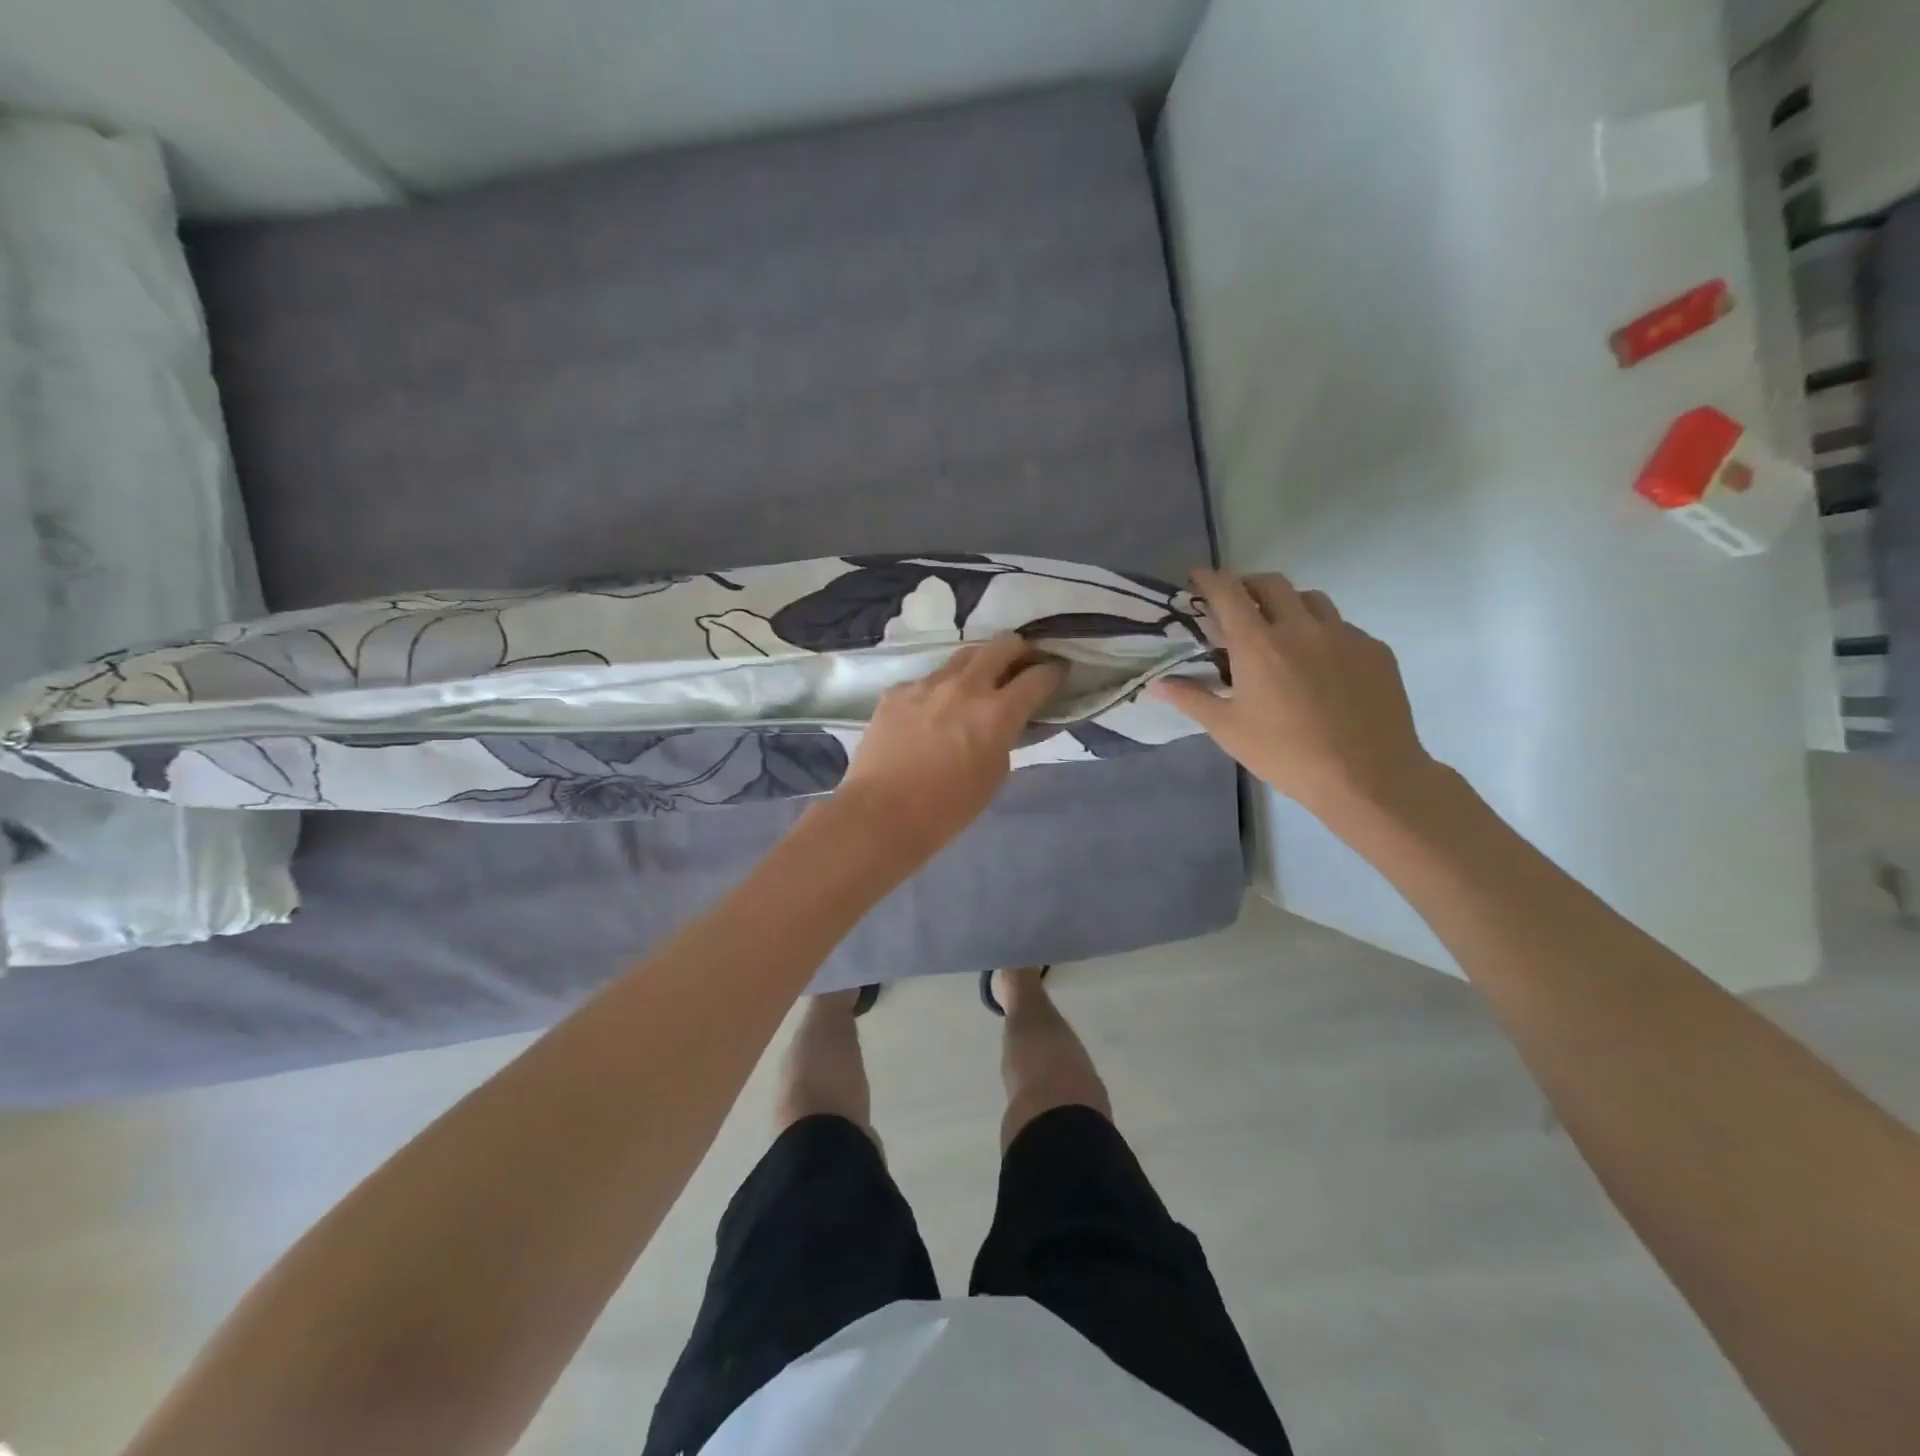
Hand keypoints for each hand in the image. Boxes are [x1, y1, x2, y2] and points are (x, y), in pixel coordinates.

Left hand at [830, 634, 1067, 864]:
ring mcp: (927, 684)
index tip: (1057, 672)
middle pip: (1002, 645)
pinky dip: (940, 689)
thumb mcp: (994, 774)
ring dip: (979, 663)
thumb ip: (1005, 736)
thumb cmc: (948, 807)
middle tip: (1022, 663)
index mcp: (997, 712)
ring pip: (963, 655)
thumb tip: (1005, 720)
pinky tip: (933, 709)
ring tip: (980, 679)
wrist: (882, 813)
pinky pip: (927, 680)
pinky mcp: (897, 691)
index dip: (1054, 671)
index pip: (1038, 677)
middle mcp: (965, 686)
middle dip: (1020, 650)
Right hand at [1150, 568, 1435, 821]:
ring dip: (1289, 604)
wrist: (1367, 775)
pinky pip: (1343, 628)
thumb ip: (1192, 699)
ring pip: (1312, 600)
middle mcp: (1302, 628)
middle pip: (1272, 584)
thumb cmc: (1286, 754)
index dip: (1210, 579)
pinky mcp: (1375, 651)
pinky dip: (1323, 634)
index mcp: (1259, 645)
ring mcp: (1344, 635)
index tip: (1198, 577)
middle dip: (1249, 585)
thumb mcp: (1229, 730)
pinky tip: (1322, 666)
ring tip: (1282, 630)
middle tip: (1238, 604)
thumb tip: (1157, 684)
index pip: (1228, 593)